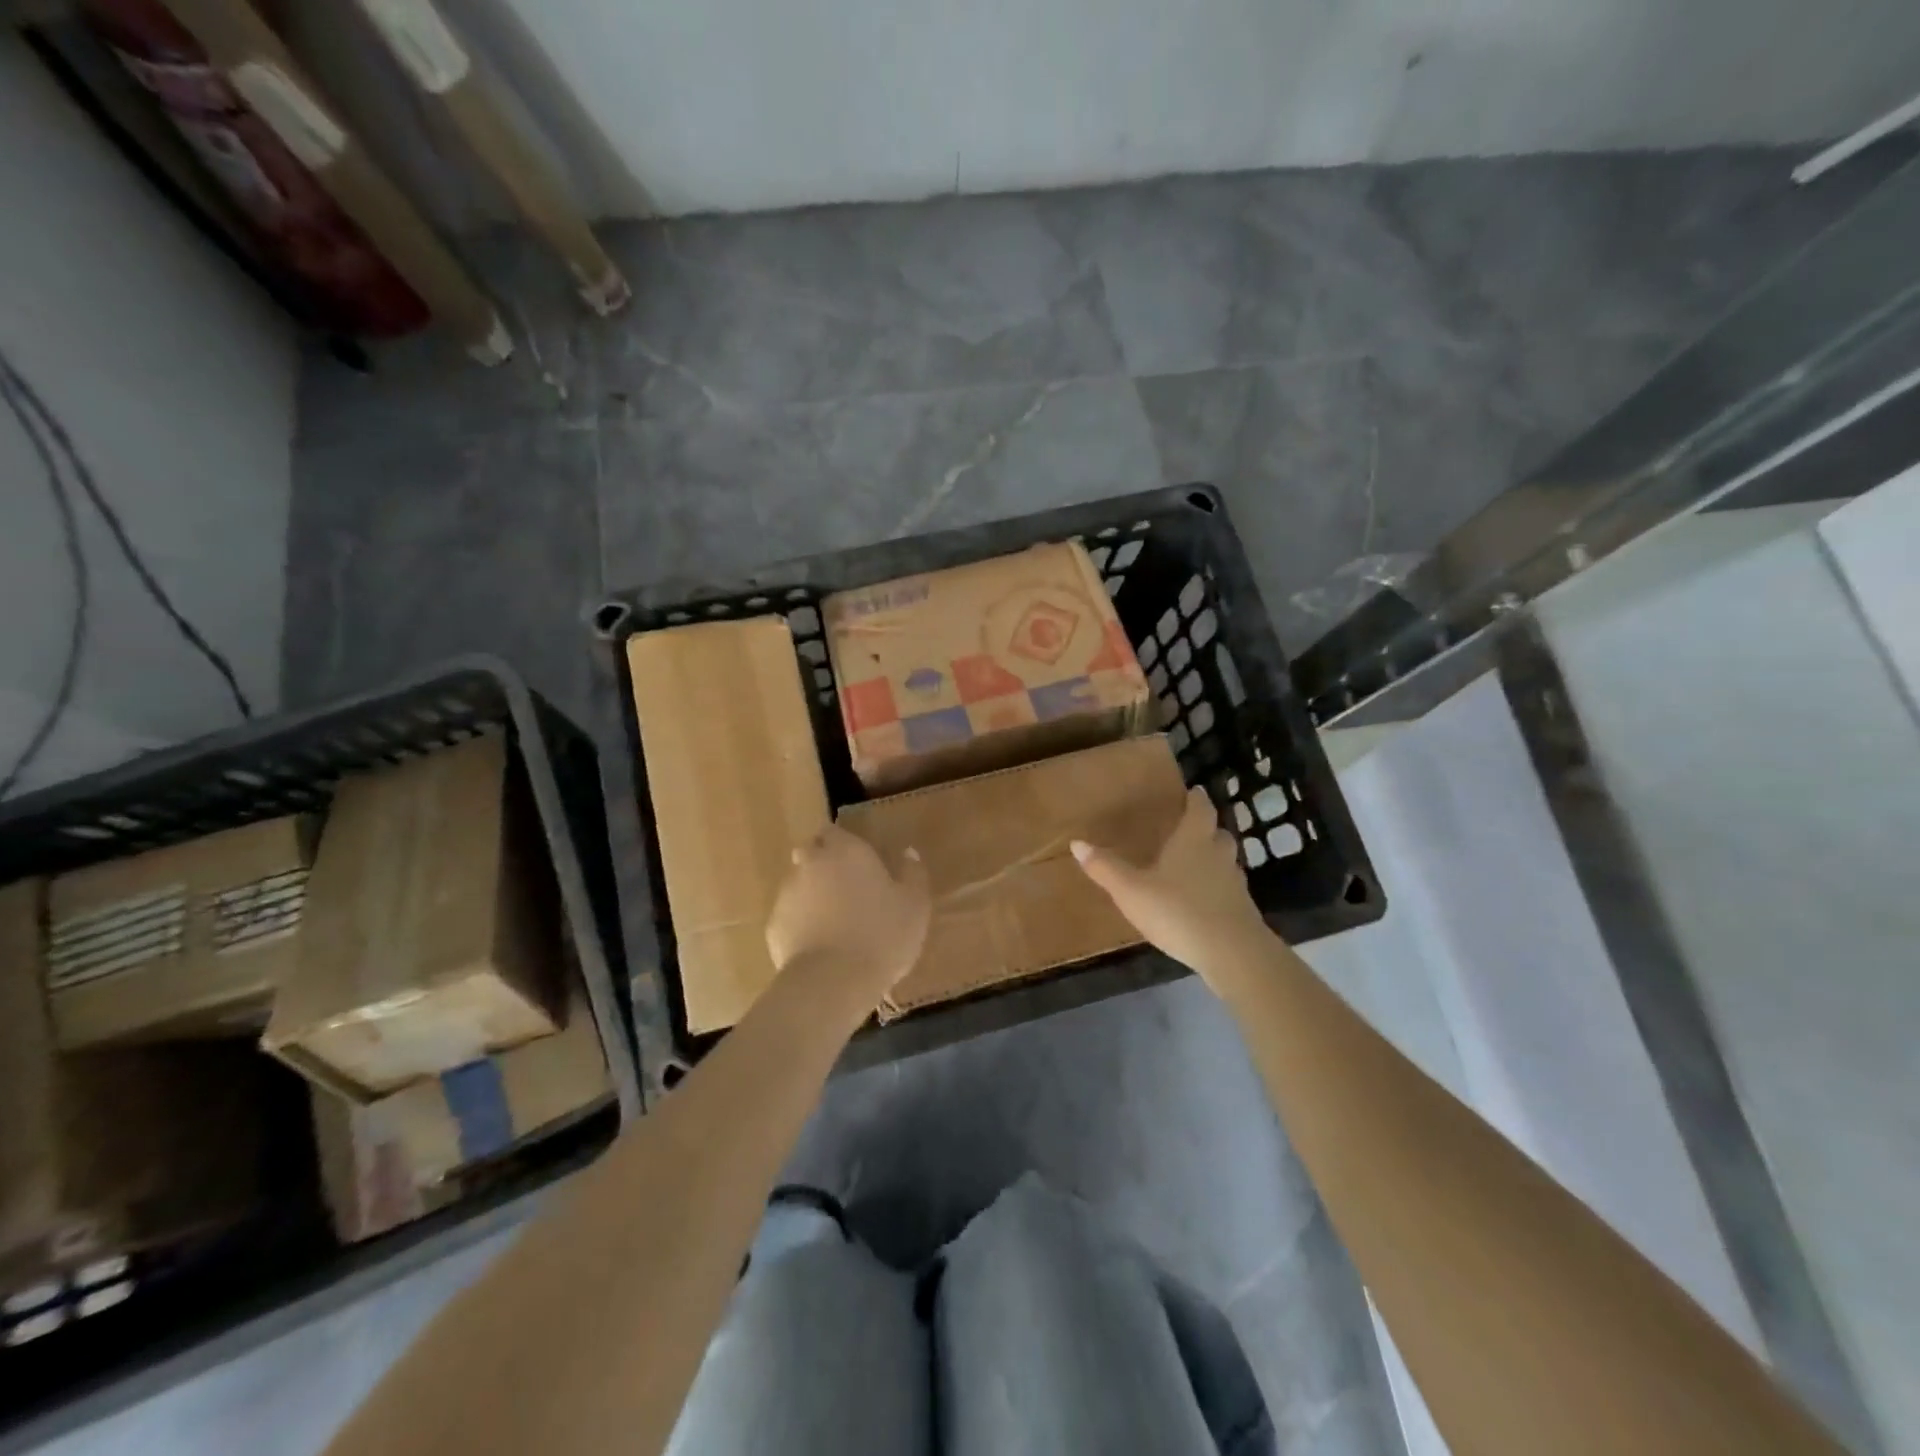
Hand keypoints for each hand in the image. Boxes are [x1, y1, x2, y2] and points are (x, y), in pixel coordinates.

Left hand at [766, 825, 931, 1011]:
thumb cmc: (882, 934)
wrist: (834, 981)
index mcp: (845, 850)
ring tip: (834, 923)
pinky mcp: (773, 926)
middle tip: (846, 889)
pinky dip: (800, 925)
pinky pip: (789, 918)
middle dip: (822, 864)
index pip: (832, 831)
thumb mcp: (915, 905)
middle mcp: (810, 863)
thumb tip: (908, 853)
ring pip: (798, 885)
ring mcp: (787, 894)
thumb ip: (912, 873)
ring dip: (812, 895)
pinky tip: (819, 947)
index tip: (857, 861)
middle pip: (810, 853)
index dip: (842, 843)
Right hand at [1072, 786, 1271, 990]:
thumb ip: (1105, 867)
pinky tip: (1201, 901)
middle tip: (1187, 830)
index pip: (1201, 808)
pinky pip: (1228, 889)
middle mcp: (1218, 854)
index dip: (1196, 799)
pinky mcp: (1243, 910)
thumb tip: (1077, 843)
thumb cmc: (1178, 911)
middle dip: (1205, 828)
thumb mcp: (1131, 891)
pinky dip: (1216, 888)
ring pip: (1225, 861)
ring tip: (1191, 865)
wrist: (1232, 954)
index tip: (1191, 793)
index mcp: (1193, 839)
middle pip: (1217, 832)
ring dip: (1212, 859)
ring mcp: (1235, 883)